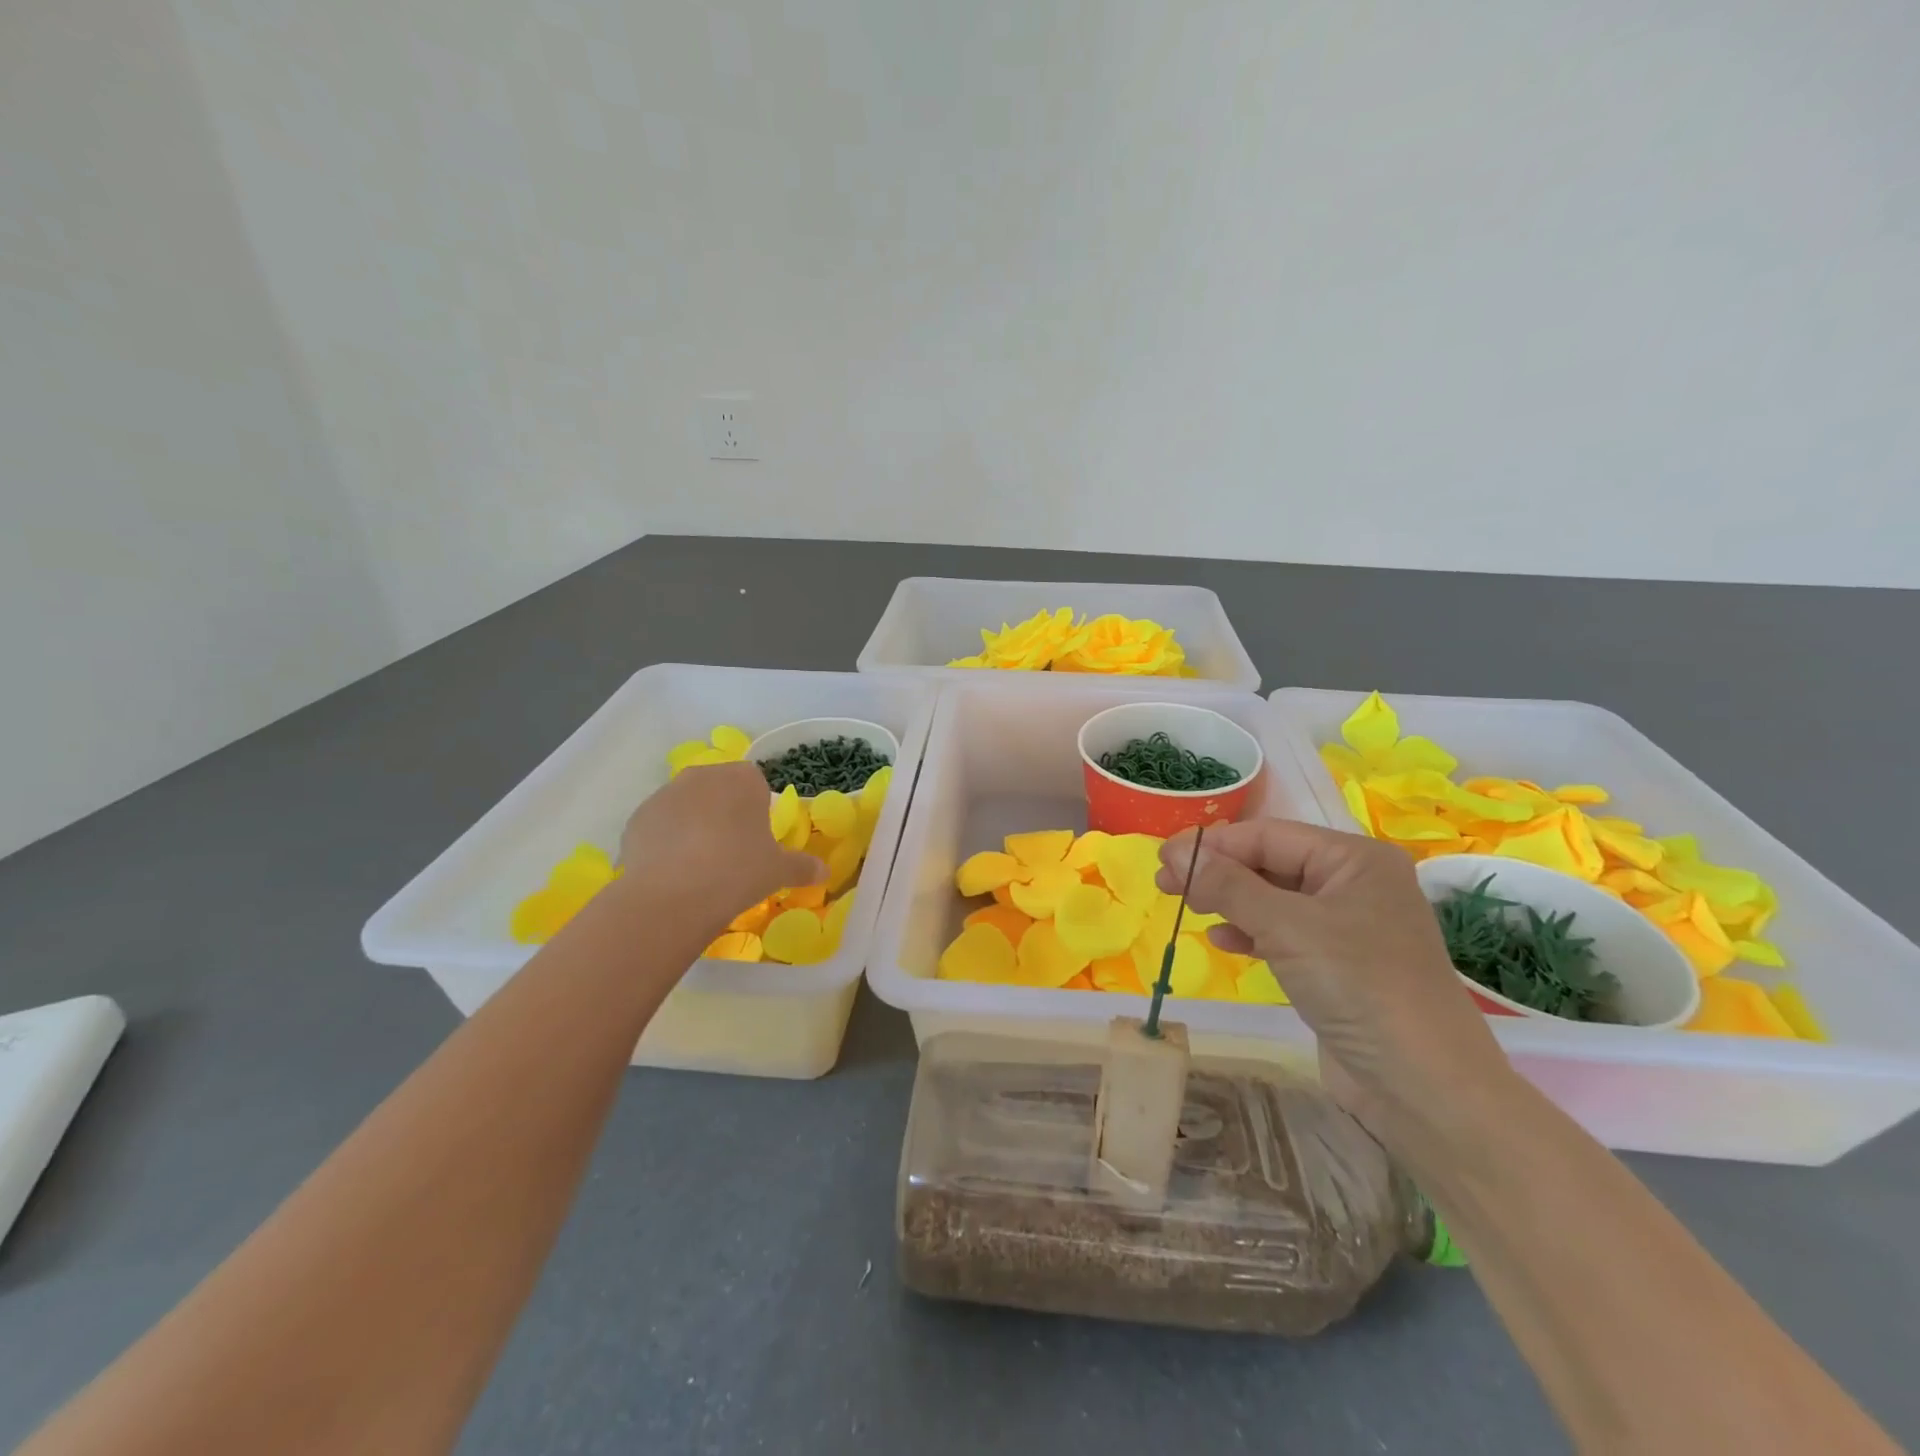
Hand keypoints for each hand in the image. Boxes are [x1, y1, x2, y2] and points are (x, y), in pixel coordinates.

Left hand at [617, 761, 825, 931]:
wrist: (672, 896)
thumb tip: (825, 871)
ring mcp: (664, 795)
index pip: (754, 781)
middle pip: (717, 788)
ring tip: (699, 864)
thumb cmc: (738, 872)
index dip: (757, 808)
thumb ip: (803, 866)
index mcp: (741, 779)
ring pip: (686, 805)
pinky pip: (659, 825)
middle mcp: (702, 776)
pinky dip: (666, 841)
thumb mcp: (778, 871)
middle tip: (731, 850)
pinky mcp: (636, 819)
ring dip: (693, 824)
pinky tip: (673, 871)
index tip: (757, 837)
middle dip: (724, 811)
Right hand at [1158, 819, 1512, 1138]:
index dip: (1212, 845)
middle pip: (1270, 863)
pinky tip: (1223, 941)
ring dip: (1229, 901)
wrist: (1426, 1089)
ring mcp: (1349, 927)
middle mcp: (1354, 884)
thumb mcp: (1286, 927)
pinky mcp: (1340, 966)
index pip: (1267, 835)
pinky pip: (1284, 933)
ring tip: (1188, 909)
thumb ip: (1227, 884)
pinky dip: (1251, 932)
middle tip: (1165, 885)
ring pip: (1274, 899)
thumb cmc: (1359, 988)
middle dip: (1218, 872)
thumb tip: (1174, 851)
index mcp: (1354, 859)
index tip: (1161, 860)